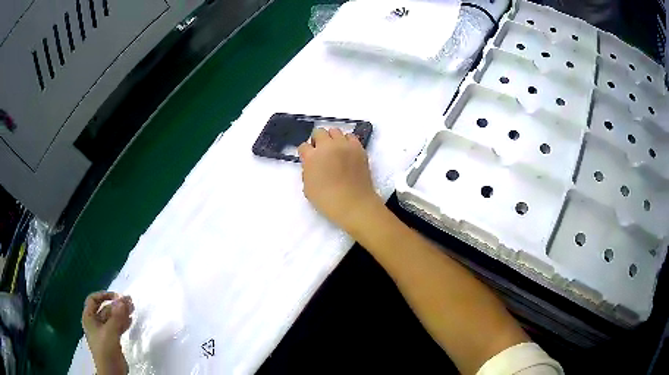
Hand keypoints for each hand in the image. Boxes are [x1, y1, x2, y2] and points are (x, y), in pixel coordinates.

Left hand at [82, 291, 133, 374]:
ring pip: (112, 318)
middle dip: (116, 305)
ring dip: (121, 313)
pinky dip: (123, 322)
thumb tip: (122, 299)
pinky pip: (117, 327)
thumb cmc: (105, 350)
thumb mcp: (110, 332)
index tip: (117, 296)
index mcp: (89, 318)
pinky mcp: (112, 340)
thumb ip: (116, 316)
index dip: (104, 295)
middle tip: (130, 302)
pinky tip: (130, 320)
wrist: (111, 372)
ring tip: (133, 309)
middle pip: (105, 309)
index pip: (93, 299)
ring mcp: (104, 332)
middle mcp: (95, 323)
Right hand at [298, 128, 382, 230]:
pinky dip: (346, 141)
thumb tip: (311, 165)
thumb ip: (307, 172)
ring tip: (334, 149)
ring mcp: (344, 145)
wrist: (354, 203)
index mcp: (312, 157)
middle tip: (320, 151)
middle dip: (317, 140)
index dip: (305, 153)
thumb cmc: (327, 200)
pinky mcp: (358, 148)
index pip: (303, 146)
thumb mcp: (308, 188)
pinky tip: (346, 150)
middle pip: (318, 132)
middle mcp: (327, 146)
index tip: (307, 158)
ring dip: (332, 138)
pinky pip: (350, 136)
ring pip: (335, 131)